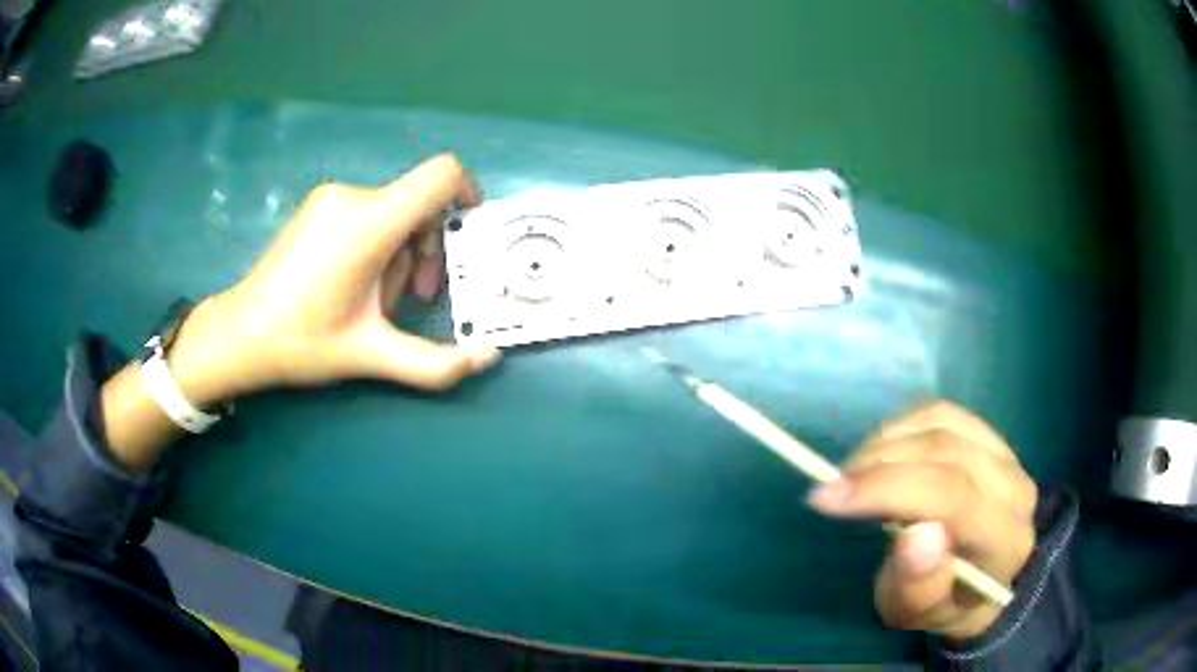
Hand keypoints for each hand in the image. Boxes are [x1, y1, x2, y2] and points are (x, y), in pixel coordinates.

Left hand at [170, 154, 501, 405]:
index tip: (471, 233)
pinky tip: (359, 284)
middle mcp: (353, 197)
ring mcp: (332, 198)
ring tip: (382, 301)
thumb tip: (489, 359)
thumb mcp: (371, 355)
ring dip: (403, 254)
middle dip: (429, 250)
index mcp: (369, 223)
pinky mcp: (320, 205)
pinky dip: (380, 245)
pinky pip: (370, 214)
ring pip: (395, 213)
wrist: (240, 333)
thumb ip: (435, 363)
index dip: (469, 193)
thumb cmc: (302, 342)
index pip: (441, 176)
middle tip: (417, 297)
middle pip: (419, 204)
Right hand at [807, 402, 1036, 639]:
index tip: (826, 498)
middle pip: (944, 454)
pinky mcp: (987, 433)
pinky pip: (939, 414)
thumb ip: (919, 587)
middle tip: (830, 488)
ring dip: (885, 445)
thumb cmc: (941, 602)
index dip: (888, 489)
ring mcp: (1004, 453)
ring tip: (852, 475)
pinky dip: (899, 429)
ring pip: (939, 426)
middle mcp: (1014, 487)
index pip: (952, 497)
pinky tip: (879, 456)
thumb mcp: (918, 616)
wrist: (977, 578)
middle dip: (877, 467)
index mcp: (1004, 542)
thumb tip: (917, 534)